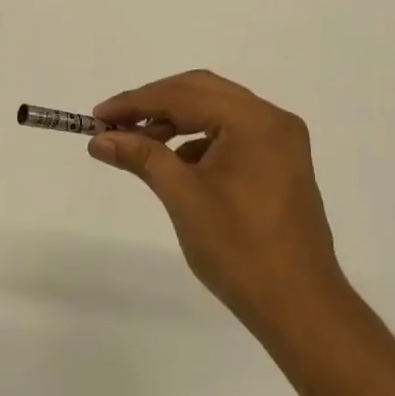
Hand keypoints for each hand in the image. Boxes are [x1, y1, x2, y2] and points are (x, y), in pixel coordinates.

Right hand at [88, 71, 358, 345]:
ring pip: (216, 112)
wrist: (297, 304)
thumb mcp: (183, 197)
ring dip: (175, 121)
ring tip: (137, 145)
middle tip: (114, 124)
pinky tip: (173, 164)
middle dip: (154, 104)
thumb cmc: (238, 248)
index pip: (184, 95)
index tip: (97, 117)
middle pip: (202, 92)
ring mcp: (280, 143)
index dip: (135, 102)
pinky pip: (231, 135)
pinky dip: (197, 141)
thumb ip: (142, 157)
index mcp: (254, 121)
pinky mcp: (279, 164)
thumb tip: (100, 139)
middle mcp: (272, 121)